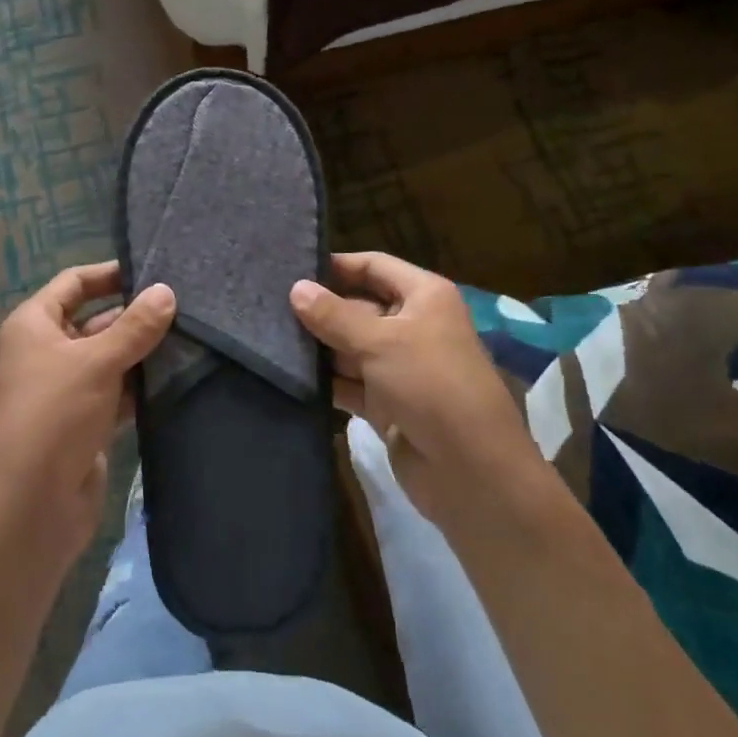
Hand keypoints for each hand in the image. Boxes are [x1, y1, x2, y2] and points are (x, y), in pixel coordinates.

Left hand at [0, 262, 175, 571]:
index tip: (154, 268)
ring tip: (192, 333)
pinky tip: (177, 374)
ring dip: (142, 351)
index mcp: (34, 325)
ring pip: (110, 357)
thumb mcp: (96, 362)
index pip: (74, 283)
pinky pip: (117, 391)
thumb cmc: (54, 416)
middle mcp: (46, 352)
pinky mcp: (85, 422)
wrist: (31, 507)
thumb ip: (135, 326)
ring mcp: (66, 389)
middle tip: (185, 303)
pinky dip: (141, 384)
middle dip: (134, 314)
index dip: (110, 273)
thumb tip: (167, 291)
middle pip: (95, 320)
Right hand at [290, 252, 544, 526]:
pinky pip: (349, 382)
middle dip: (319, 309)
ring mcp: (399, 367)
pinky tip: (289, 375)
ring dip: (318, 347)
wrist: (470, 471)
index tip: (290, 268)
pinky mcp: (386, 404)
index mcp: (424, 296)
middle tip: (267, 306)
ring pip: (350, 346)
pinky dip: (326, 380)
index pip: (373, 266)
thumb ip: (333, 315)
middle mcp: (412, 325)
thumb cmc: (430, 385)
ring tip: (267, 337)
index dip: (336, 265)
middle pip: (358, 306)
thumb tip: (295, 288)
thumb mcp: (380, 342)